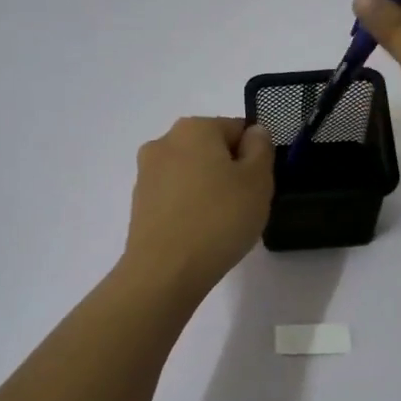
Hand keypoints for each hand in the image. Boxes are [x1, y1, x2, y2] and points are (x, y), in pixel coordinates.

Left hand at [121, 117, 274, 295]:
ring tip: (220, 224)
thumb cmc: (219, 219)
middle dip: (230, 171)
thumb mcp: (257, 181)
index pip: (237, 129)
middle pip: (211, 149)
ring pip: (192, 173)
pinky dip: (190, 207)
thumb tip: (254, 132)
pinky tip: (199, 233)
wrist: (165, 272)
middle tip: (244, 205)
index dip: (255, 156)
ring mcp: (146, 172)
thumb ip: (261, 148)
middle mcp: (165, 141)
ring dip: (209, 189)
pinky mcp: (139, 202)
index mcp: (194, 127)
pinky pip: (175, 195)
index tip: (258, 186)